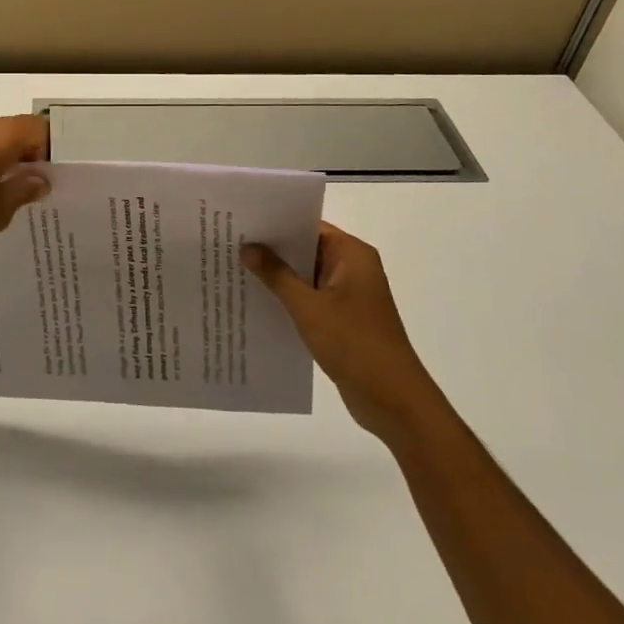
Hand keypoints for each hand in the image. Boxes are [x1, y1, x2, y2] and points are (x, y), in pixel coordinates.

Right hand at [244, 223, 425, 438]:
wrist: (393, 401)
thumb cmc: (354, 343)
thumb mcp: (308, 307)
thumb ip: (276, 274)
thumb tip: (247, 247)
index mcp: (352, 254)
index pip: (308, 226)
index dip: (275, 223)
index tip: (241, 222)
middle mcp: (353, 268)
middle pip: (306, 249)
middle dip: (272, 250)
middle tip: (230, 244)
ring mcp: (350, 294)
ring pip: (306, 275)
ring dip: (278, 276)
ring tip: (236, 269)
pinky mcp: (344, 318)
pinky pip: (311, 298)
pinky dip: (289, 298)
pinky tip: (258, 301)